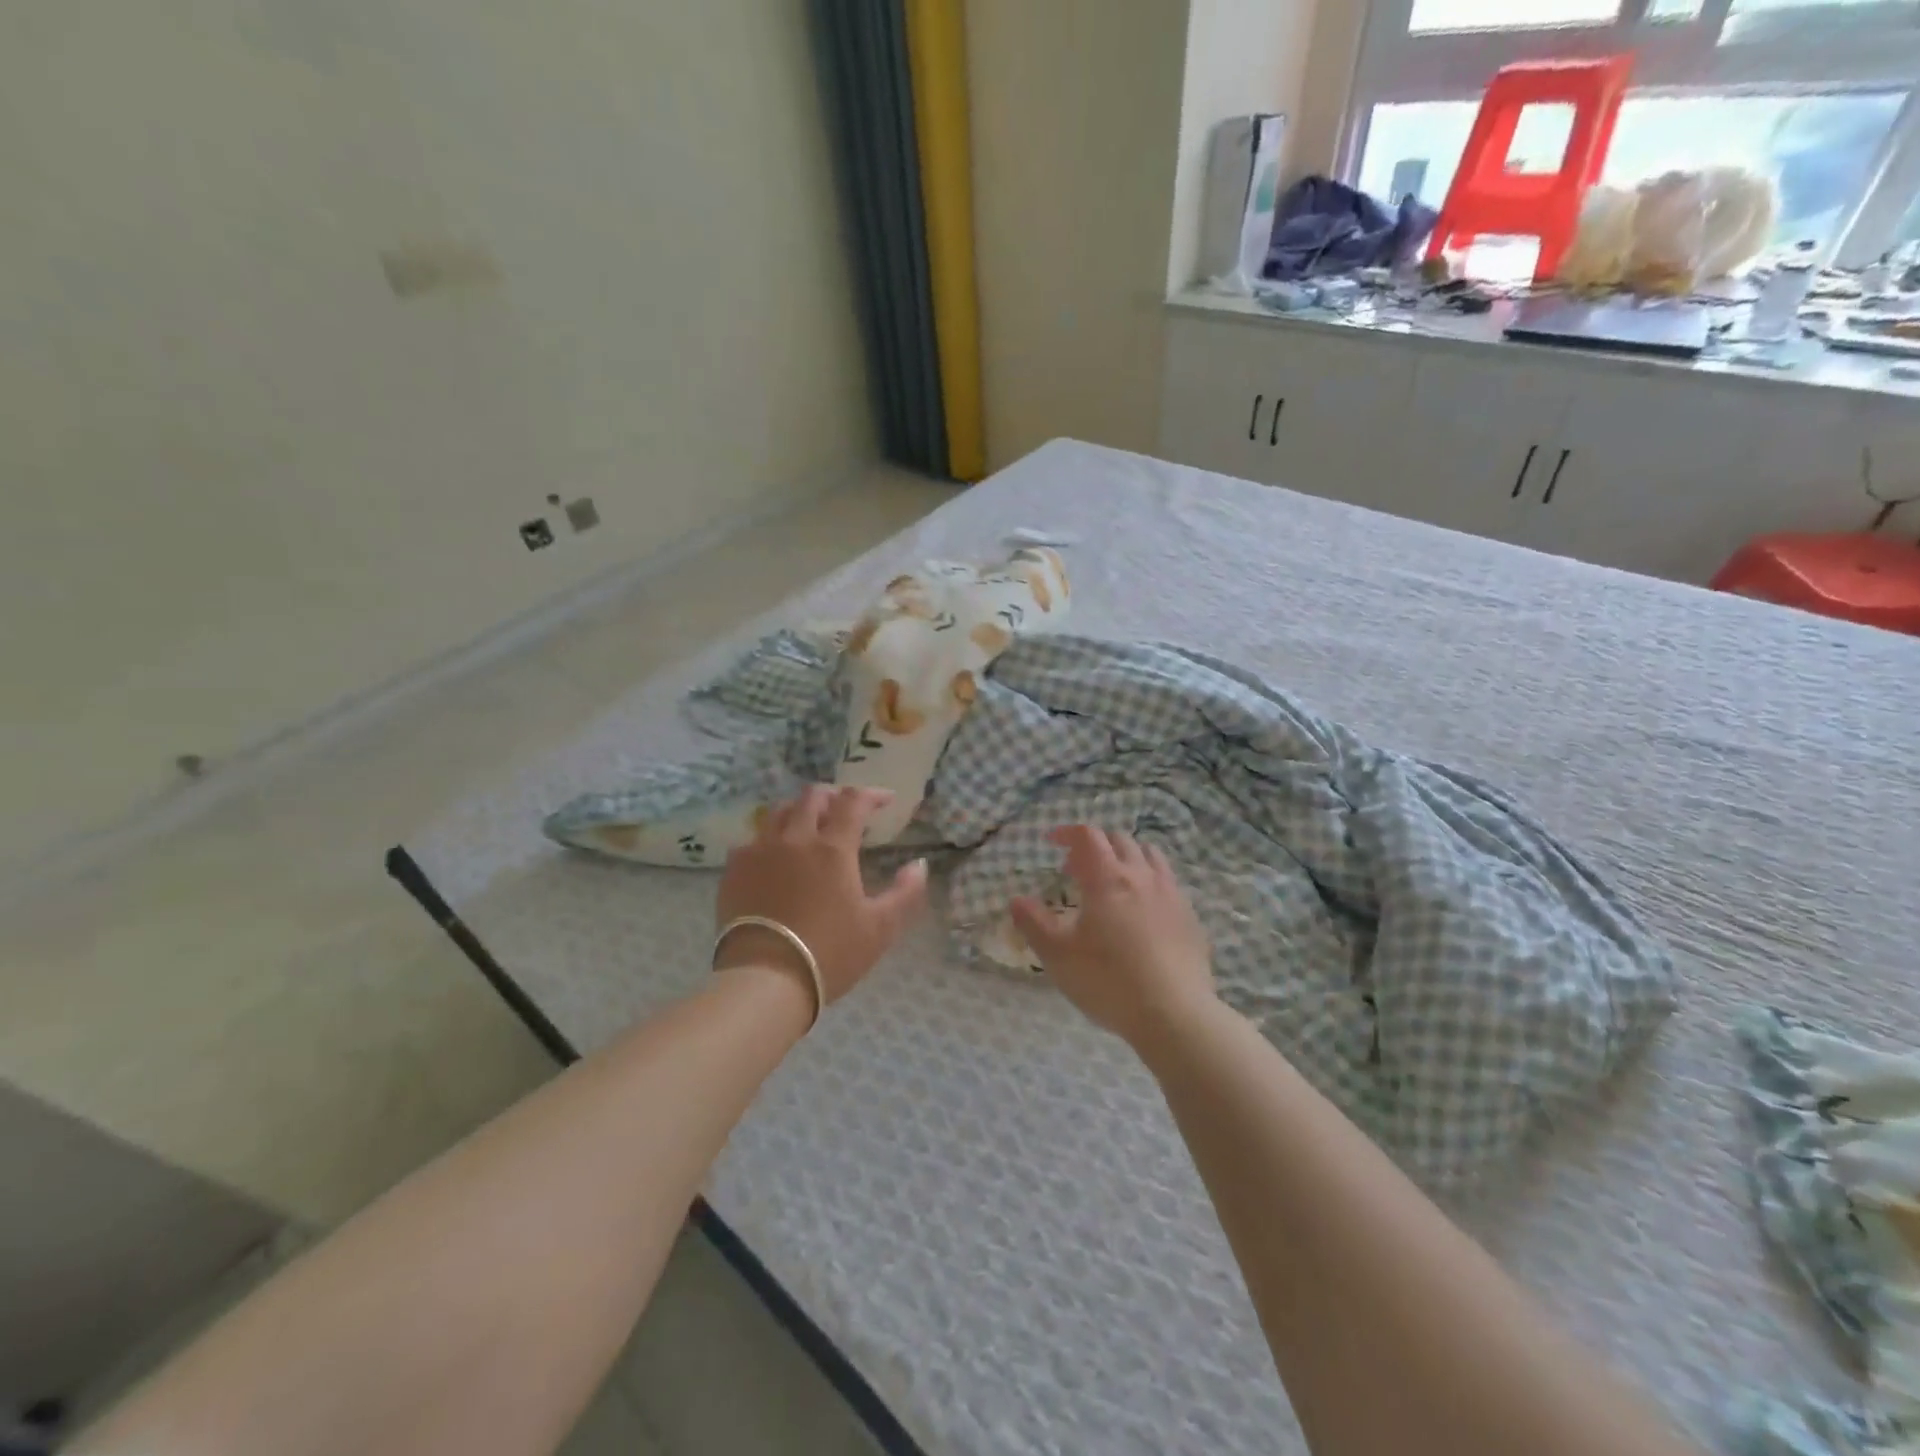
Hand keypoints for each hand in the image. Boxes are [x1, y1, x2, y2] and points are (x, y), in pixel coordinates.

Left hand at [715, 785, 928, 1008]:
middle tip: (845, 810)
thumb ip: (905, 893)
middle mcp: (795, 838)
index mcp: (833, 848)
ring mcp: (759, 851)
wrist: (765, 979)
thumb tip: (919, 865)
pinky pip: (752, 839)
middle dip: (834, 796)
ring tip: (809, 825)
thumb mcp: (880, 928)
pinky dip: (771, 838)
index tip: (885, 800)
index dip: (871, 795)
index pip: (853, 802)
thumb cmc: (830, 953)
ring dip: (799, 810)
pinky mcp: (734, 869)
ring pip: (779, 811)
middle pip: (812, 797)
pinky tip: (775, 856)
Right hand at [1011, 827, 1215, 1048]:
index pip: (1088, 836)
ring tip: (1112, 881)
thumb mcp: (1057, 955)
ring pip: (1150, 855)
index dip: (1067, 832)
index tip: (1050, 841)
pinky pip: (1169, 882)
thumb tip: (1016, 900)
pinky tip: (1142, 910)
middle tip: (1075, 869)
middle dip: (1095, 845)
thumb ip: (1033, 923)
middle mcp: (1141, 876)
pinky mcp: (1190, 917)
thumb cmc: (1108, 981)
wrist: (1175, 1015)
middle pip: (1119, 840)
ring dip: (1126, 857)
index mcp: (1107, 878)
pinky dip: (1149, 881)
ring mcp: (1171, 894)